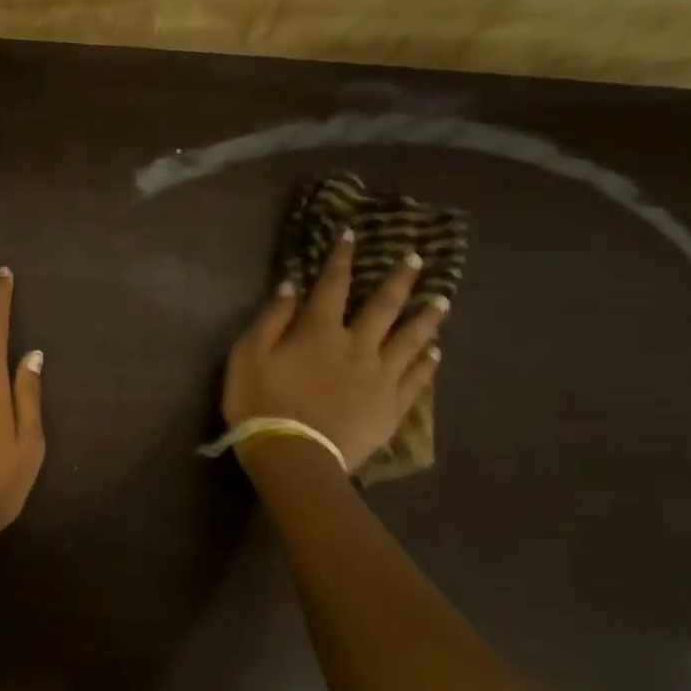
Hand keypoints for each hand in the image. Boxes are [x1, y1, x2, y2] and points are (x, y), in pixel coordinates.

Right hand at [221, 234, 445, 471]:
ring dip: (426, 317)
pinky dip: (427, 364)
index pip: (333, 285)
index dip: (342, 258)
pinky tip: (436, 353)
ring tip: (442, 300)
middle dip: (399, 280)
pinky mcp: (390, 407)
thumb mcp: (248, 355)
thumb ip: (272, 319)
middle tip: (417, 259)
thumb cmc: (261, 402)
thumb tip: (292, 286)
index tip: (353, 235)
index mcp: (320, 331)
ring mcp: (379, 377)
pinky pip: (415, 380)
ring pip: (410, 340)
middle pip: (384, 307)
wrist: (293, 455)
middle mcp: (357, 346)